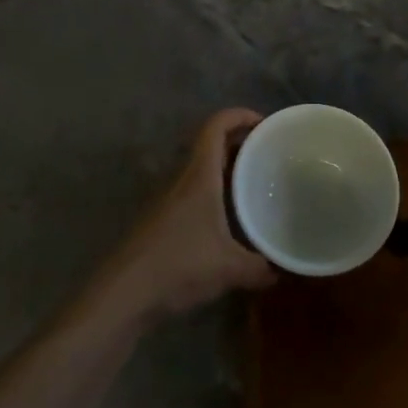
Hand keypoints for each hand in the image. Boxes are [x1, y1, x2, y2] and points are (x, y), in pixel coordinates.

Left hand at [101, 109, 275, 322]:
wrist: (125, 292)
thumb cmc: (178, 266)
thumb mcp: (229, 268)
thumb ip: (260, 267)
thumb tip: (282, 268)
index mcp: (199, 176)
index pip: (215, 127)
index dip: (239, 115)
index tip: (265, 123)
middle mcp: (184, 180)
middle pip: (211, 145)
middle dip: (240, 141)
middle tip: (270, 153)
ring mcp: (171, 199)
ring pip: (203, 169)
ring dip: (228, 167)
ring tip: (256, 181)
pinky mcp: (165, 219)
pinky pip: (196, 191)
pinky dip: (217, 191)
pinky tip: (232, 217)